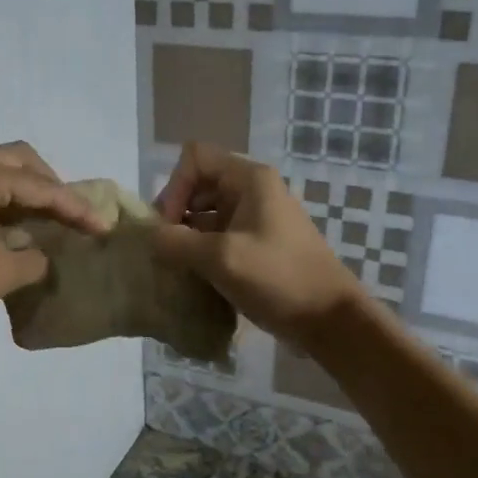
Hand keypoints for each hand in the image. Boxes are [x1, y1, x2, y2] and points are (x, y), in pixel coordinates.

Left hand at [0, 142, 106, 345]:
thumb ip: (33, 259)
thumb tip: (40, 254)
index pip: (41, 186)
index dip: (75, 208)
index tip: (103, 228)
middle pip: (19, 162)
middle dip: (51, 186)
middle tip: (73, 216)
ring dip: (26, 194)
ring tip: (51, 223)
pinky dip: (3, 204)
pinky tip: (16, 231)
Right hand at [153, 142, 362, 343]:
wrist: (329, 319)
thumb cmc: (278, 279)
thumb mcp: (221, 258)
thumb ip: (176, 242)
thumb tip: (149, 237)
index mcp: (249, 179)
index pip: (194, 158)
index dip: (174, 187)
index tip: (169, 226)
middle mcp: (253, 190)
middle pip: (198, 185)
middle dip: (176, 213)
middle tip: (167, 249)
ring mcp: (258, 218)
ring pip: (207, 213)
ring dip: (187, 236)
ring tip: (177, 266)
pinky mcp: (259, 245)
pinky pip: (219, 236)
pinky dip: (203, 251)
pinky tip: (195, 277)